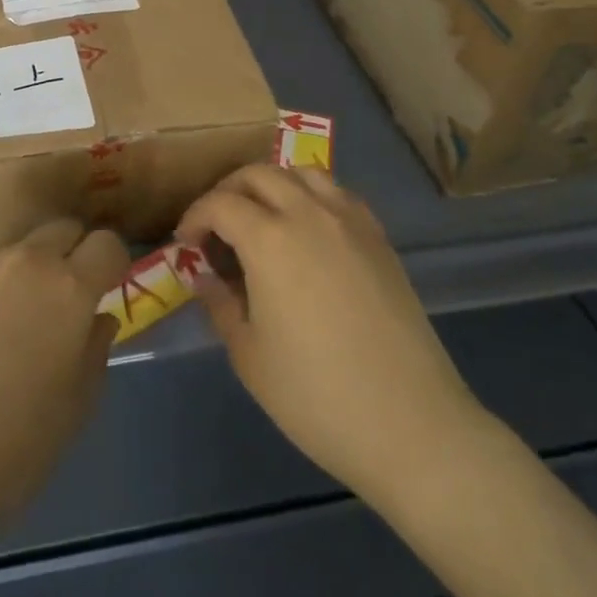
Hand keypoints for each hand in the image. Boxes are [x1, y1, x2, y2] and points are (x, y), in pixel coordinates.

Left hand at [0, 219, 128, 564]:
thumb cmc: (3, 456)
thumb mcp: (72, 413)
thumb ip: (94, 353)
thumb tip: (97, 318)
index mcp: (69, 291)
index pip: (107, 244)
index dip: (110, 265)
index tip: (102, 290)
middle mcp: (26, 259)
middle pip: (62, 228)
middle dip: (70, 255)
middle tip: (58, 299)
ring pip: (15, 238)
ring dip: (23, 261)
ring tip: (6, 307)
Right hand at [176, 166, 480, 511]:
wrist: (411, 423)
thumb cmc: (316, 396)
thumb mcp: (250, 356)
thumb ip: (220, 304)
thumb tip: (203, 274)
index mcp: (269, 239)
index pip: (220, 203)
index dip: (195, 216)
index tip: (186, 243)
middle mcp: (308, 213)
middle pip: (259, 173)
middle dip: (229, 191)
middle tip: (217, 226)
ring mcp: (349, 220)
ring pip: (301, 173)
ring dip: (272, 184)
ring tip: (262, 219)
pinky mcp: (378, 236)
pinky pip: (337, 193)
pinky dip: (311, 196)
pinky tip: (308, 231)